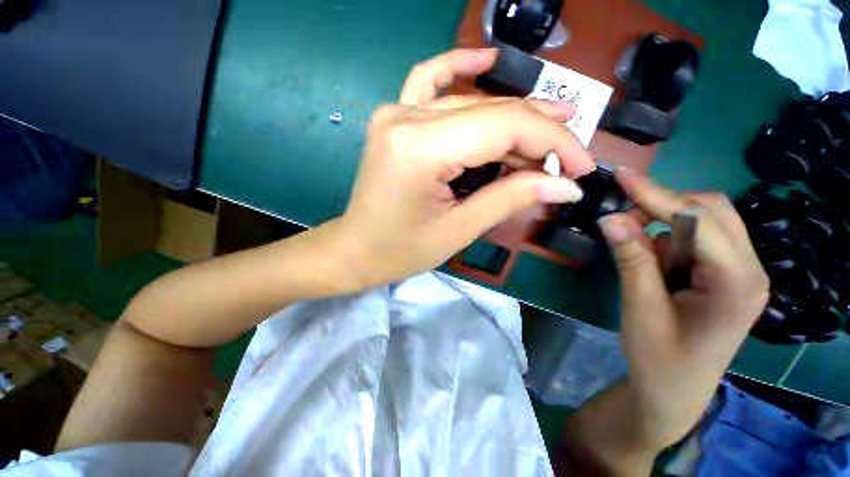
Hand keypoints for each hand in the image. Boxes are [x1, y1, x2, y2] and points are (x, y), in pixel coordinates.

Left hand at [336, 48, 594, 286]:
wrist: (356, 248)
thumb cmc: (401, 250)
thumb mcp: (459, 230)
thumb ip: (511, 198)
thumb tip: (566, 184)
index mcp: (420, 148)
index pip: (504, 127)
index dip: (553, 143)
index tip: (582, 166)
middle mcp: (406, 117)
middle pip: (491, 112)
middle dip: (538, 133)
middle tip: (571, 156)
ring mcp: (396, 112)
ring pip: (470, 102)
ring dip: (513, 116)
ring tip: (551, 127)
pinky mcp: (394, 118)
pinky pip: (429, 80)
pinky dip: (460, 67)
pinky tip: (486, 61)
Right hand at [598, 173, 769, 450]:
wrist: (673, 392)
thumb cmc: (660, 359)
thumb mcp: (640, 308)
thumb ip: (631, 259)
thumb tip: (610, 217)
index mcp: (737, 282)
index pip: (699, 219)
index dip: (658, 195)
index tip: (623, 177)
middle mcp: (749, 269)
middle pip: (712, 212)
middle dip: (665, 206)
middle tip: (623, 217)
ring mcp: (739, 272)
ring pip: (705, 223)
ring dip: (665, 227)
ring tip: (639, 255)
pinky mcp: (724, 276)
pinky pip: (697, 241)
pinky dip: (669, 242)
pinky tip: (655, 267)